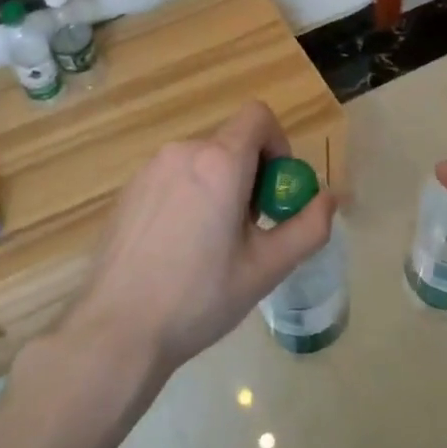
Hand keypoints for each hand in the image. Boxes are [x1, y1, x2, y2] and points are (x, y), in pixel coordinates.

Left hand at [65, 102, 336, 378]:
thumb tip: (330, 198)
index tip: (276, 191)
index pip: (258, 116)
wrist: (116, 330)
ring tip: (212, 244)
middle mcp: (182, 153)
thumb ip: (308, 228)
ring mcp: (149, 170)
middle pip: (231, 143)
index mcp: (219, 163)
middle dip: (251, 175)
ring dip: (219, 187)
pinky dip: (188, 197)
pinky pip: (172, 178)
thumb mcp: (266, 268)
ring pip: (201, 162)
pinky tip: (178, 249)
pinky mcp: (127, 191)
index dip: (278, 145)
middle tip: (249, 229)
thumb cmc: (199, 297)